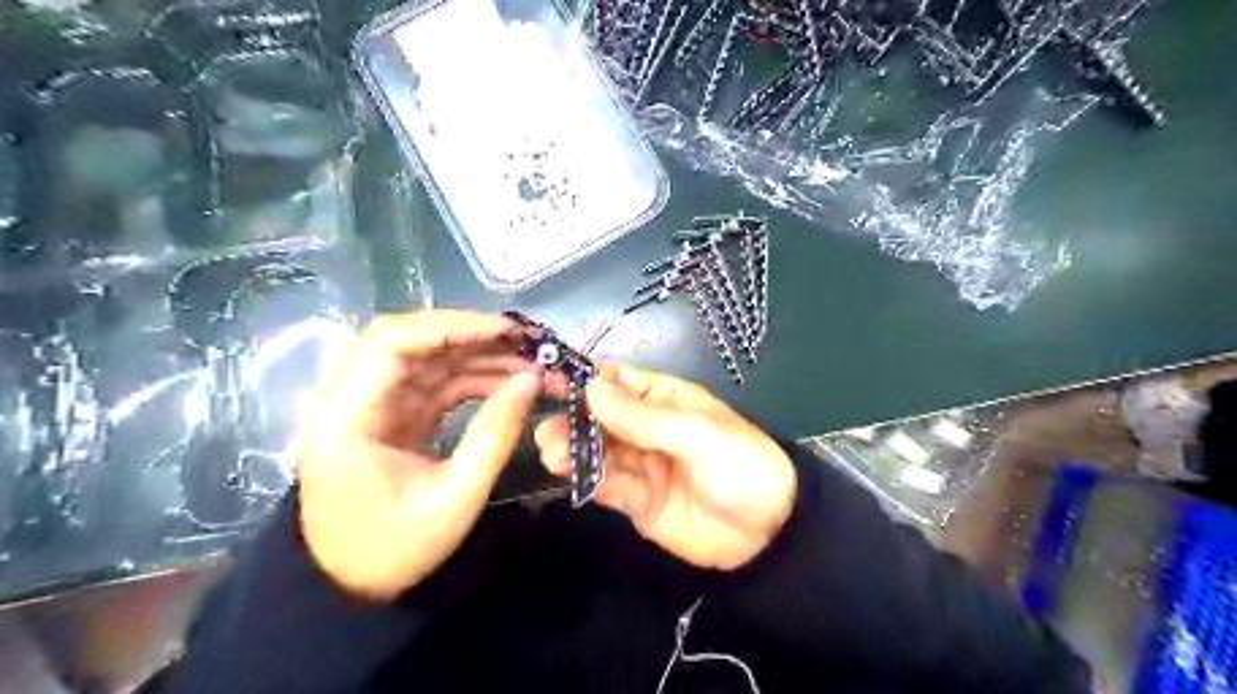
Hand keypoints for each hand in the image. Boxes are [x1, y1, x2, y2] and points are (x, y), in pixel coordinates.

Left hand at [292, 312, 541, 597]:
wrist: (354, 586)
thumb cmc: (395, 550)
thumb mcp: (455, 498)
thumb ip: (495, 435)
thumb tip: (533, 380)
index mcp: (346, 416)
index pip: (391, 342)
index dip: (451, 326)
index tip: (507, 330)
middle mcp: (351, 397)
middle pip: (412, 341)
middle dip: (474, 336)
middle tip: (530, 342)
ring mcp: (374, 404)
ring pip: (430, 358)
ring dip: (482, 355)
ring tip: (533, 362)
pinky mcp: (395, 414)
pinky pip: (437, 381)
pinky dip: (475, 377)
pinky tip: (511, 382)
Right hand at [537, 365, 798, 571]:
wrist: (767, 533)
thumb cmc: (740, 465)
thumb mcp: (696, 434)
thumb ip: (642, 417)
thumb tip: (590, 388)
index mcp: (666, 400)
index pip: (619, 381)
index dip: (586, 380)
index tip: (550, 383)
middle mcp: (648, 428)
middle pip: (601, 417)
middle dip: (573, 420)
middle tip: (547, 432)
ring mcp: (641, 464)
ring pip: (598, 450)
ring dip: (572, 449)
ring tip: (551, 454)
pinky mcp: (637, 500)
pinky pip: (606, 484)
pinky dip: (585, 478)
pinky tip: (567, 474)